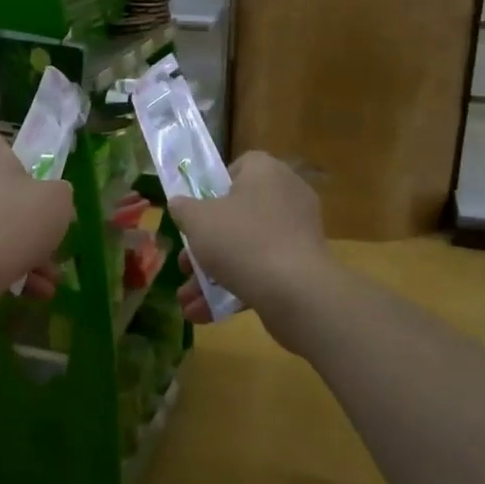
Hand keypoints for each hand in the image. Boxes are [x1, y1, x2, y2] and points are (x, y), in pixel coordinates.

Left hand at [0, 128, 73, 299]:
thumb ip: (57, 192)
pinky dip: (0, 267)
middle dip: (23, 219)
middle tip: (47, 241)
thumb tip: (50, 197)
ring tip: (47, 282)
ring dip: (19, 251)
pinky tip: (29, 292)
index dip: (13, 159)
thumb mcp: (57, 200)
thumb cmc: (15, 220)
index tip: (32, 184)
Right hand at [170, 152, 332, 324]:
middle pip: (238, 214)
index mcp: (265, 171)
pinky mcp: (303, 266)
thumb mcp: (196, 220)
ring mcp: (298, 233)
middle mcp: (287, 195)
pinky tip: (206, 314)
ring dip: (214, 274)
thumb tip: (180, 204)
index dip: (211, 189)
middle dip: (205, 245)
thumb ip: (183, 208)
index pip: (237, 168)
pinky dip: (237, 288)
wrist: (295, 292)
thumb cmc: (241, 240)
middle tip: (184, 265)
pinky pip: (263, 271)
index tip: (194, 213)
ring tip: (187, 300)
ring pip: (247, 248)